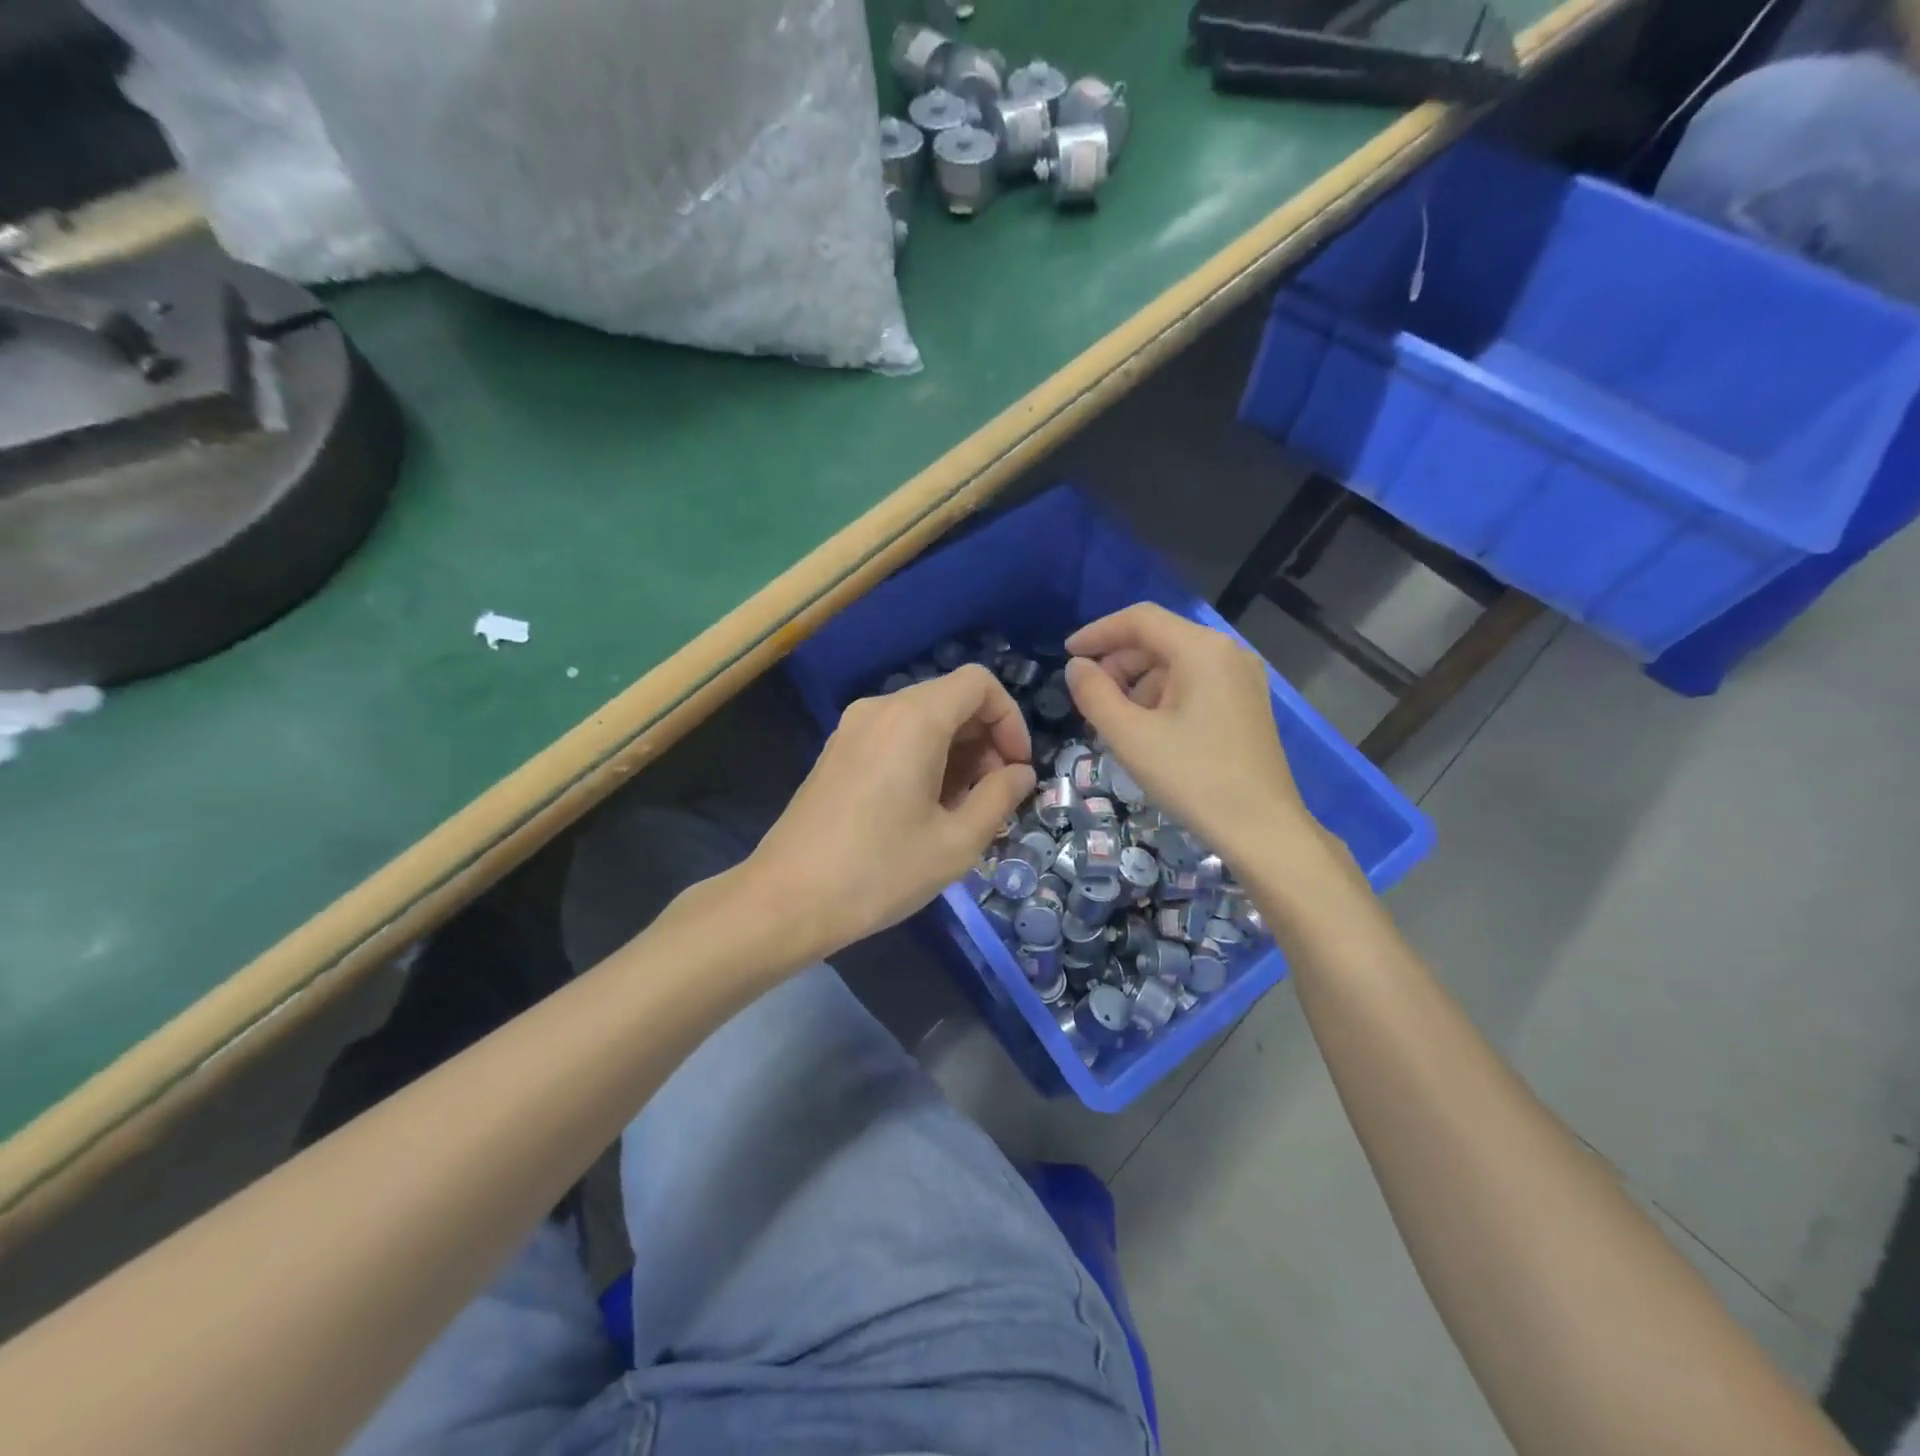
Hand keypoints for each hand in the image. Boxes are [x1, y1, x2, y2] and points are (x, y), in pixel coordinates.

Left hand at [746, 665, 1036, 961]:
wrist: (787, 900)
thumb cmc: (880, 871)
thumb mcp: (956, 842)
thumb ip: (999, 798)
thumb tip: (1021, 773)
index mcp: (914, 719)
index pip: (979, 684)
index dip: (1010, 720)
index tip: (1016, 770)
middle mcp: (881, 709)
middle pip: (951, 699)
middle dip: (985, 741)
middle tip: (993, 797)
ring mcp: (853, 728)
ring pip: (923, 719)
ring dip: (955, 753)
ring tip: (960, 811)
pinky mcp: (837, 751)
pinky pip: (894, 736)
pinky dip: (923, 757)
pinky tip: (923, 809)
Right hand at [1064, 604, 1321, 865]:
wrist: (1262, 830)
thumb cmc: (1193, 778)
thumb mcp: (1130, 737)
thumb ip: (1094, 694)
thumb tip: (1077, 667)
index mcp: (1201, 649)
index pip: (1140, 620)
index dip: (1098, 632)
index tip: (1068, 655)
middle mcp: (1227, 652)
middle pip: (1159, 641)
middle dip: (1118, 666)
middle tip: (1090, 703)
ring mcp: (1242, 678)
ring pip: (1175, 665)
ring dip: (1138, 687)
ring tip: (1116, 727)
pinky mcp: (1246, 704)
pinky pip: (1194, 685)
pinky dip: (1163, 699)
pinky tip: (1148, 734)